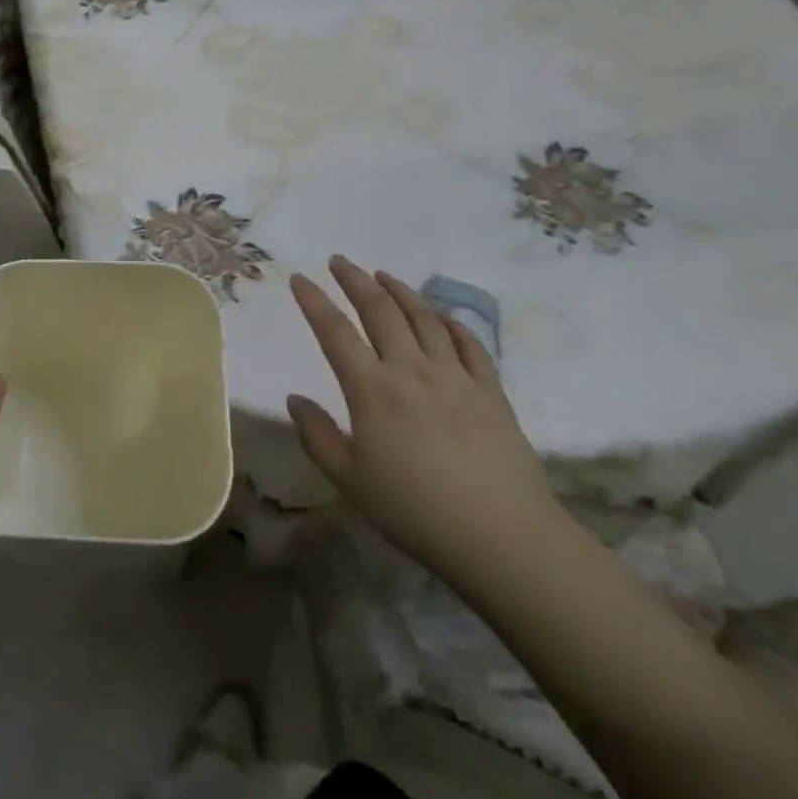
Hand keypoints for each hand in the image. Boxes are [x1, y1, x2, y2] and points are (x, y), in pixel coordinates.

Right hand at [286, 257, 563, 597]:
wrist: (502, 537)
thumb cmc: (415, 512)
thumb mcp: (350, 481)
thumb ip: (317, 436)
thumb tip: (295, 399)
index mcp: (372, 390)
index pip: (334, 332)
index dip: (314, 301)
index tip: (299, 278)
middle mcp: (411, 369)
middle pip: (380, 310)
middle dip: (355, 280)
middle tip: (339, 261)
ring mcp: (455, 376)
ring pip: (423, 317)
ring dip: (399, 290)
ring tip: (382, 275)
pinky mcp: (490, 389)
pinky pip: (468, 342)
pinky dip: (450, 321)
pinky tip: (440, 315)